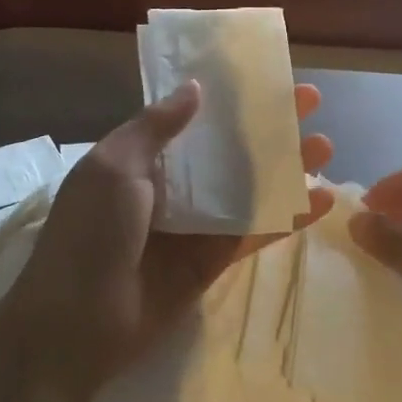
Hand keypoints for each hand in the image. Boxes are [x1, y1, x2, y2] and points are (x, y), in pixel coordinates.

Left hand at [3, 83, 332, 401]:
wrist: (75, 325)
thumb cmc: (89, 234)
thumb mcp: (113, 167)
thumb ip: (155, 127)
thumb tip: (195, 88)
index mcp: (142, 157)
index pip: (193, 117)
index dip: (229, 96)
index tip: (265, 76)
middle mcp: (172, 186)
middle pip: (229, 149)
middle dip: (267, 126)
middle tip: (310, 103)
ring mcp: (195, 224)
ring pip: (249, 188)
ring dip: (286, 167)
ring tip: (327, 146)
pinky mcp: (213, 260)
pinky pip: (254, 232)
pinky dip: (288, 218)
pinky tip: (323, 201)